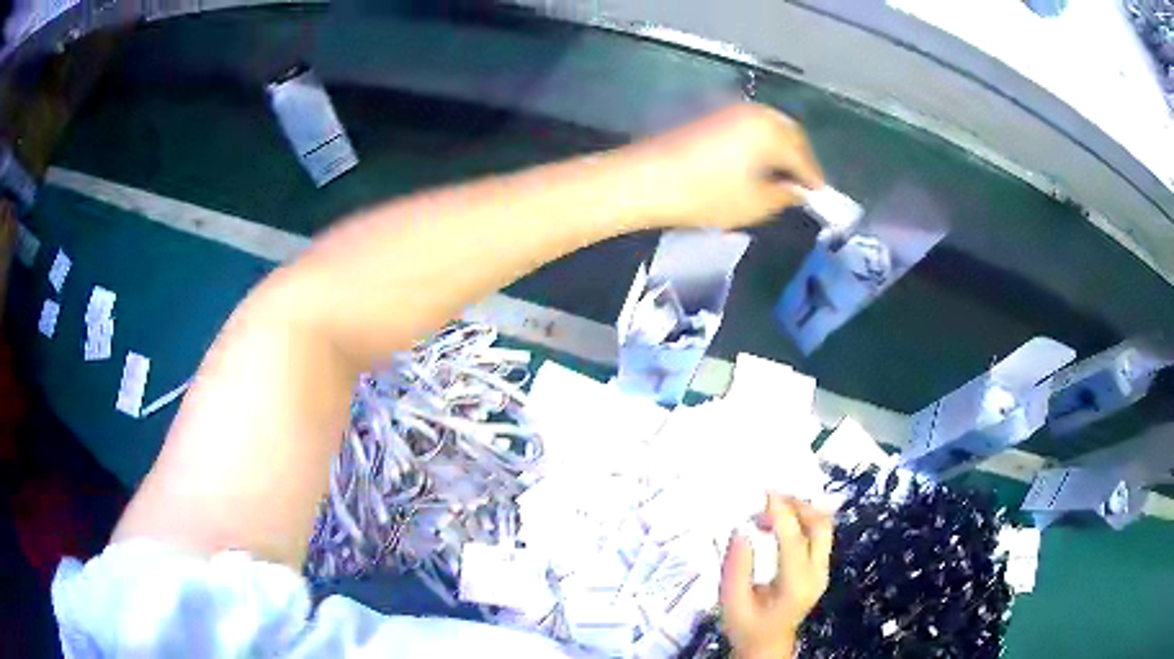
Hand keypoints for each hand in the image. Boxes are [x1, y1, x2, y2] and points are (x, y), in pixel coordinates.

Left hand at [623, 102, 824, 230]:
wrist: (646, 179)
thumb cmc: (705, 195)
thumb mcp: (754, 205)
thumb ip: (784, 196)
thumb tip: (797, 191)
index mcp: (771, 131)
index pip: (804, 156)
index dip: (814, 178)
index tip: (820, 197)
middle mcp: (756, 113)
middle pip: (790, 133)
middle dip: (800, 157)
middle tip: (803, 184)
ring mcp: (731, 110)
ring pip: (770, 126)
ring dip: (780, 147)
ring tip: (781, 174)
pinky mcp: (712, 115)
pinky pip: (750, 126)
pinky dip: (761, 142)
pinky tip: (757, 161)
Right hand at [720, 493, 833, 658]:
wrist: (767, 644)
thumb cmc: (746, 626)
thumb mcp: (731, 602)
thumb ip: (736, 568)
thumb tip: (741, 531)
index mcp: (796, 585)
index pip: (794, 539)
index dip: (781, 512)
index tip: (764, 492)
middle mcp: (817, 574)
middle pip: (820, 526)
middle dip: (798, 505)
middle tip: (770, 498)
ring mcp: (823, 570)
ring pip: (823, 526)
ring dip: (801, 510)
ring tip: (771, 508)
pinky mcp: (821, 567)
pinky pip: (819, 534)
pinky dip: (802, 520)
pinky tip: (780, 521)